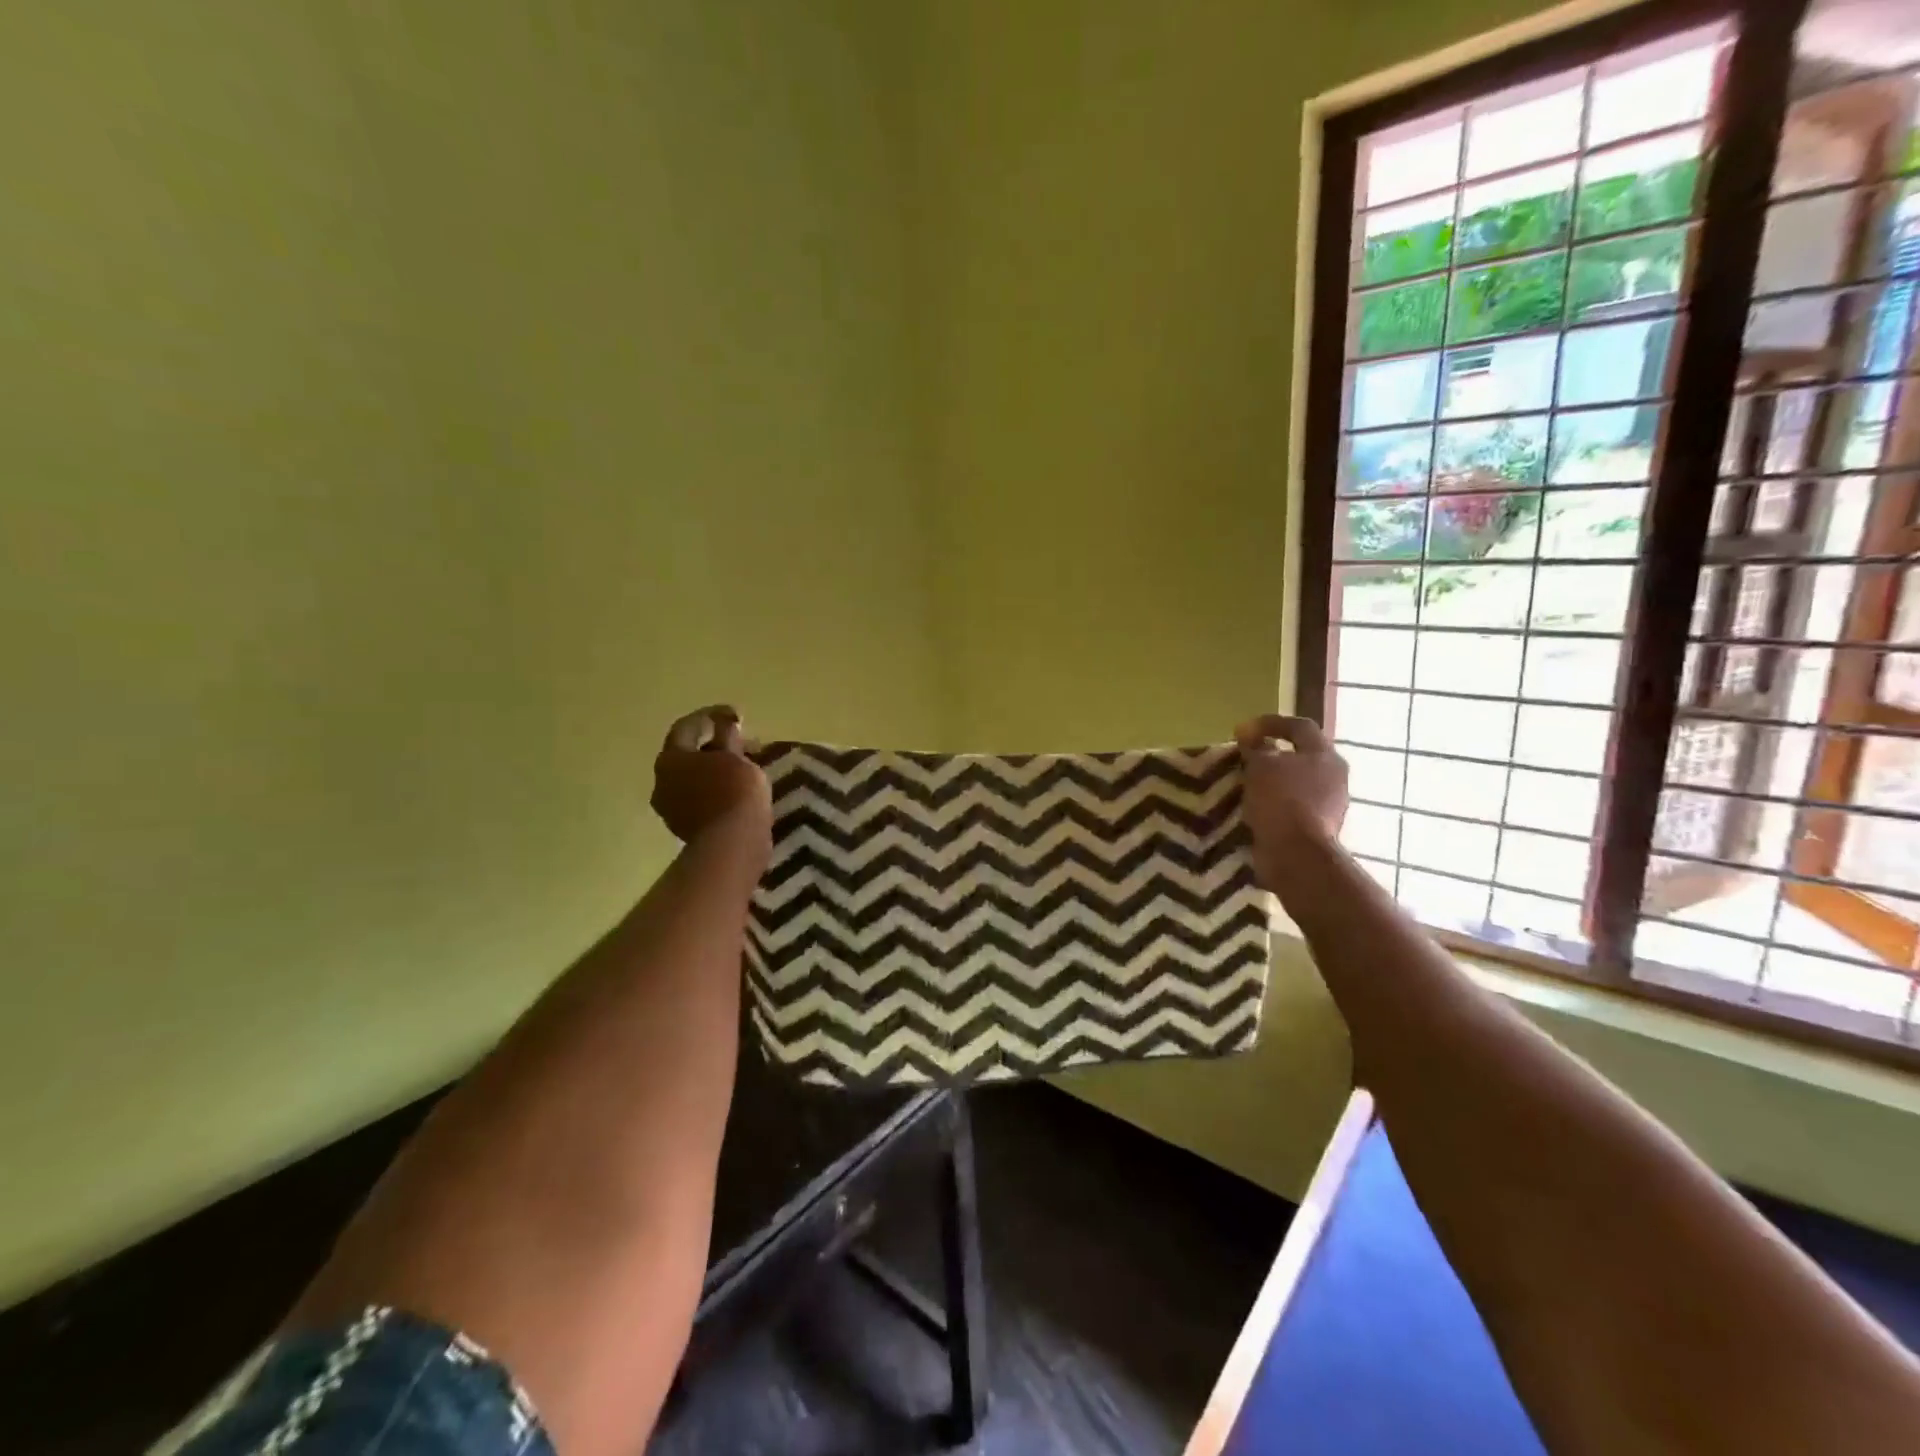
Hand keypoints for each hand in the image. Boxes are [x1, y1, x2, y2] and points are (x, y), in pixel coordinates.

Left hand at [652, 705, 772, 857]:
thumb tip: (725, 720)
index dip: (712, 715)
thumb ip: (728, 735)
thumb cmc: (735, 792)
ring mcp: (670, 807)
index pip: (687, 727)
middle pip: (688, 754)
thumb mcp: (736, 757)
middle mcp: (662, 781)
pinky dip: (716, 789)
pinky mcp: (684, 827)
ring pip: (694, 778)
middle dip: (716, 745)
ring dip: (716, 769)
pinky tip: (738, 790)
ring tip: (745, 767)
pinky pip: (700, 798)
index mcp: (671, 759)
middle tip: (744, 743)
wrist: (732, 844)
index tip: (736, 715)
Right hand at [1235, 714, 1348, 889]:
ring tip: (1245, 784)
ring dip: (1272, 780)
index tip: (1242, 731)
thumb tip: (1253, 740)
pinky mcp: (1319, 828)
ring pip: (1297, 782)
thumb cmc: (1281, 801)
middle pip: (1301, 755)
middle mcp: (1334, 776)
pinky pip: (1293, 806)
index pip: (1299, 727)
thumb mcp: (1261, 766)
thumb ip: (1257, 748)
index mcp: (1324, 755)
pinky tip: (1254, 808)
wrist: (1296, 855)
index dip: (1270, 723)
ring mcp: (1330, 804)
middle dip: (1272, 754)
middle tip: (1246, 756)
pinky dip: (1274, 803)